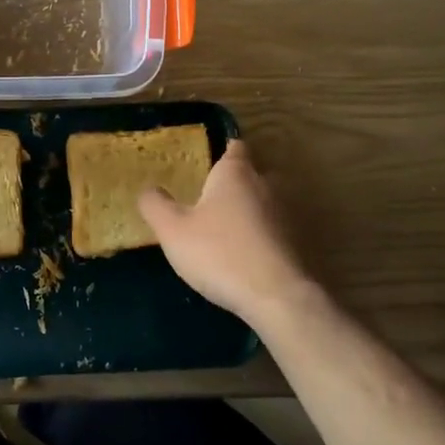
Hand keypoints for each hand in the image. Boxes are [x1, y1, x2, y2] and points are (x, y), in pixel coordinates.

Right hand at [137, 140, 331, 336]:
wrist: (276, 298)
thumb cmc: (219, 253)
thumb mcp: (172, 230)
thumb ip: (155, 205)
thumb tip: (149, 189)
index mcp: (235, 174)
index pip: (235, 146)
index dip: (222, 148)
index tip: (207, 158)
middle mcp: (265, 186)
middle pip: (249, 175)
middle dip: (231, 183)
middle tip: (206, 197)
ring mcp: (285, 215)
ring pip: (261, 204)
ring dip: (245, 212)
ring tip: (220, 229)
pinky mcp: (295, 244)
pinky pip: (271, 230)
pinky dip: (257, 236)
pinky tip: (240, 255)